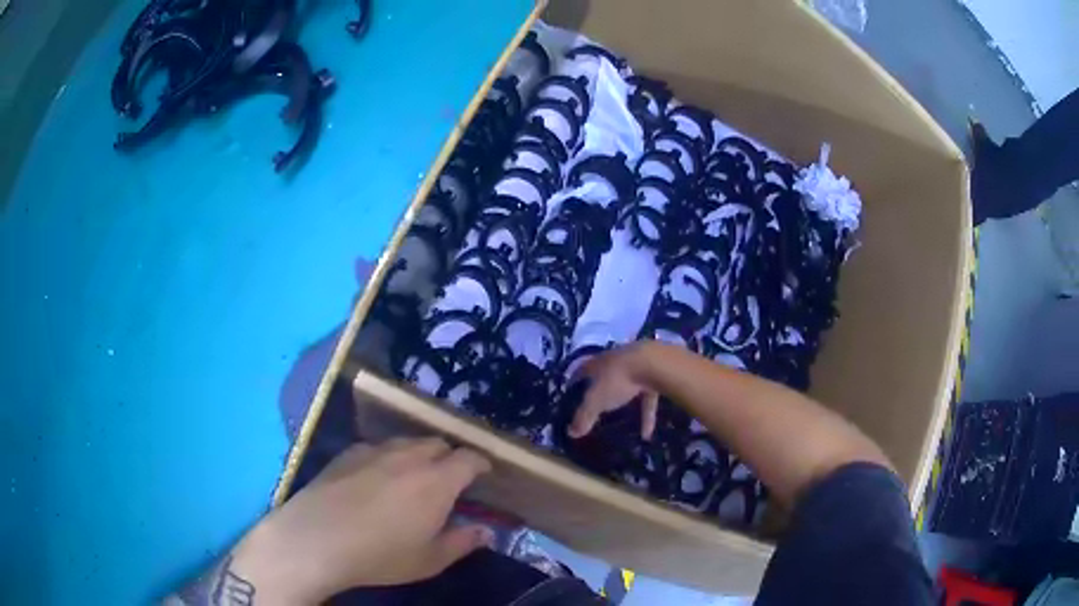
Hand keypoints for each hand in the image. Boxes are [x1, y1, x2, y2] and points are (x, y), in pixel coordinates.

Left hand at [230, 438, 493, 603]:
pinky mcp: (348, 452)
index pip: (469, 458)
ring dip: (419, 455)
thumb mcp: (429, 560)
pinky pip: (378, 447)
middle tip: (448, 481)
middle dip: (449, 457)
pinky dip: (387, 457)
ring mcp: (375, 450)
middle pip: (439, 443)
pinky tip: (375, 479)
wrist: (317, 538)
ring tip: (413, 477)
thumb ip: (462, 542)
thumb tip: (486, 531)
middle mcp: (409, 456)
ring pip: (407, 442)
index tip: (484, 474)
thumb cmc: (380, 555)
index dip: (481, 463)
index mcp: (437, 481)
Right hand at [569, 342, 659, 439]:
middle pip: (604, 376)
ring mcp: (636, 366)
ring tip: (622, 421)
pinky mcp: (654, 375)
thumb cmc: (617, 380)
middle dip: (600, 390)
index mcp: (596, 363)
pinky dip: (646, 416)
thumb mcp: (595, 401)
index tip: (570, 396)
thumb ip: (583, 417)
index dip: (574, 383)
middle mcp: (615, 361)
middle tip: (595, 407)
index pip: (581, 372)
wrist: (654, 364)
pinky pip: (647, 399)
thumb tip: (570, 433)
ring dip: (625, 403)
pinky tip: (646, 435)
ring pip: (627, 386)